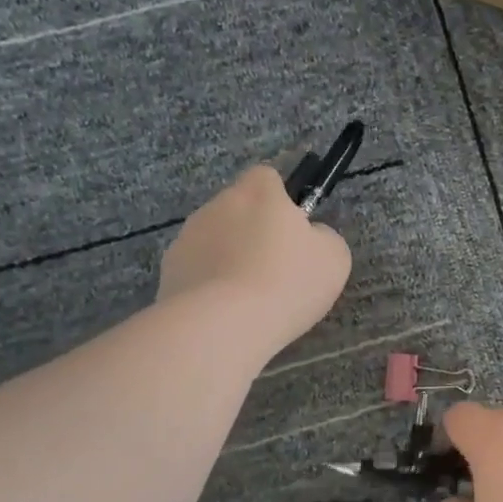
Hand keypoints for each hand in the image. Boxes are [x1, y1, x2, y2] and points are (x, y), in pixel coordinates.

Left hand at [158, 166, 351, 352]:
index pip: (267, 176)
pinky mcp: (169, 271)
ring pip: (215, 241)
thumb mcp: (333, 258)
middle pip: (238, 210)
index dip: (281, 201)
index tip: (293, 232)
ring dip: (230, 260)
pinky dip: (210, 286)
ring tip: (249, 300)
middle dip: (253, 234)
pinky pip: (197, 271)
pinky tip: (225, 314)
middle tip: (276, 272)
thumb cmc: (286, 282)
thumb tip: (310, 236)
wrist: (222, 324)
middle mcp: (217, 204)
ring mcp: (187, 237)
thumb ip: (323, 237)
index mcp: (258, 192)